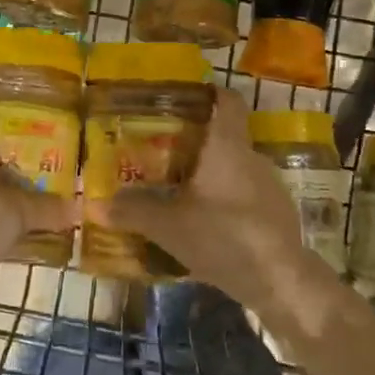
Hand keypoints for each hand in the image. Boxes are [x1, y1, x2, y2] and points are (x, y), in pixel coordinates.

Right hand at [102, 89, 340, 324]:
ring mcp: (268, 186)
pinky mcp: (276, 214)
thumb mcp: (169, 226)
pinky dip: (224, 200)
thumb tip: (94, 205)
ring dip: (209, 174)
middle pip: (224, 136)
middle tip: (161, 149)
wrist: (281, 281)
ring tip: (177, 188)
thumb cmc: (224, 236)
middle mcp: (251, 157)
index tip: (183, 97)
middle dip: (195, 141)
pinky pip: (243, 195)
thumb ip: (133, 212)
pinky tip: (204, 222)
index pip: (227, 101)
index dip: (208, 93)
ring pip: (233, 168)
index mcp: (227, 146)